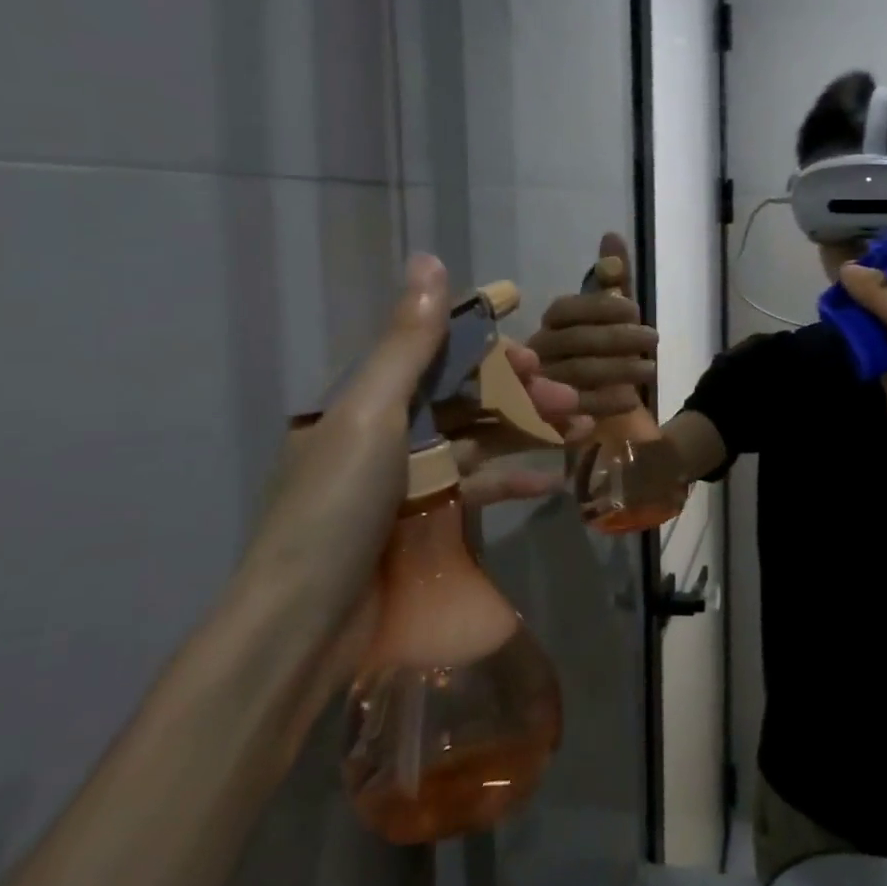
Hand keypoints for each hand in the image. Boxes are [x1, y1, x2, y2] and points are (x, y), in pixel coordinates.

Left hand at [245, 255, 586, 621]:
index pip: (437, 357)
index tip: (534, 353)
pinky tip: (552, 481)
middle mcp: (387, 432)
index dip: (488, 350)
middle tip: (570, 398)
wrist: (304, 626)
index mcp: (367, 400)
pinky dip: (513, 481)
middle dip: (521, 393)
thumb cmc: (336, 506)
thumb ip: (407, 342)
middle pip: (466, 399)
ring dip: (529, 432)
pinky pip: (477, 489)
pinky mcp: (424, 522)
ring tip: (582, 427)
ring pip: (480, 441)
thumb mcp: (370, 414)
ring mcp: (407, 480)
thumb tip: (430, 260)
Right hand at [527, 232, 658, 417]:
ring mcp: (540, 387)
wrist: (592, 413)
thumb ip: (611, 281)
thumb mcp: (609, 317)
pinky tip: (631, 398)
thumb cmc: (599, 355)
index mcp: (548, 325)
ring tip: (651, 368)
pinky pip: (576, 410)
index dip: (601, 306)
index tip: (635, 309)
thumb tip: (612, 236)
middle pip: (574, 340)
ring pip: (577, 372)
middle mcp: (537, 353)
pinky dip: (605, 402)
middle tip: (653, 339)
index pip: (567, 309)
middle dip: (618, 338)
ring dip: (619, 369)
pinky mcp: (550, 419)